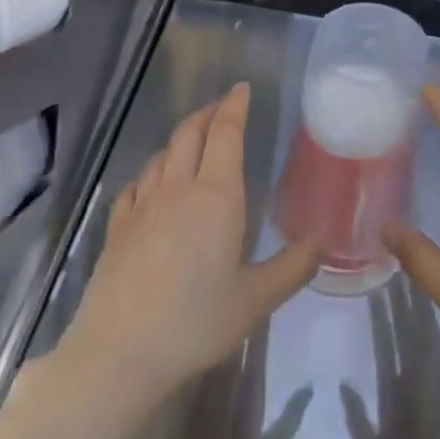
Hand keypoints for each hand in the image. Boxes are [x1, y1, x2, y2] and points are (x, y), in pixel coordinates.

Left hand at [57, 83, 319, 411]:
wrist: (121, 350)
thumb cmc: (196, 322)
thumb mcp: (256, 300)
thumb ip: (293, 267)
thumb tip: (323, 240)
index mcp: (216, 197)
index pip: (225, 135)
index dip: (234, 107)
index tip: (241, 88)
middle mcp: (176, 189)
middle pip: (189, 134)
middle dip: (207, 114)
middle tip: (221, 106)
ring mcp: (141, 205)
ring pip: (161, 155)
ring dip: (179, 138)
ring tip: (192, 140)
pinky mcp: (117, 225)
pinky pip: (137, 183)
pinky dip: (151, 171)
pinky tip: (152, 183)